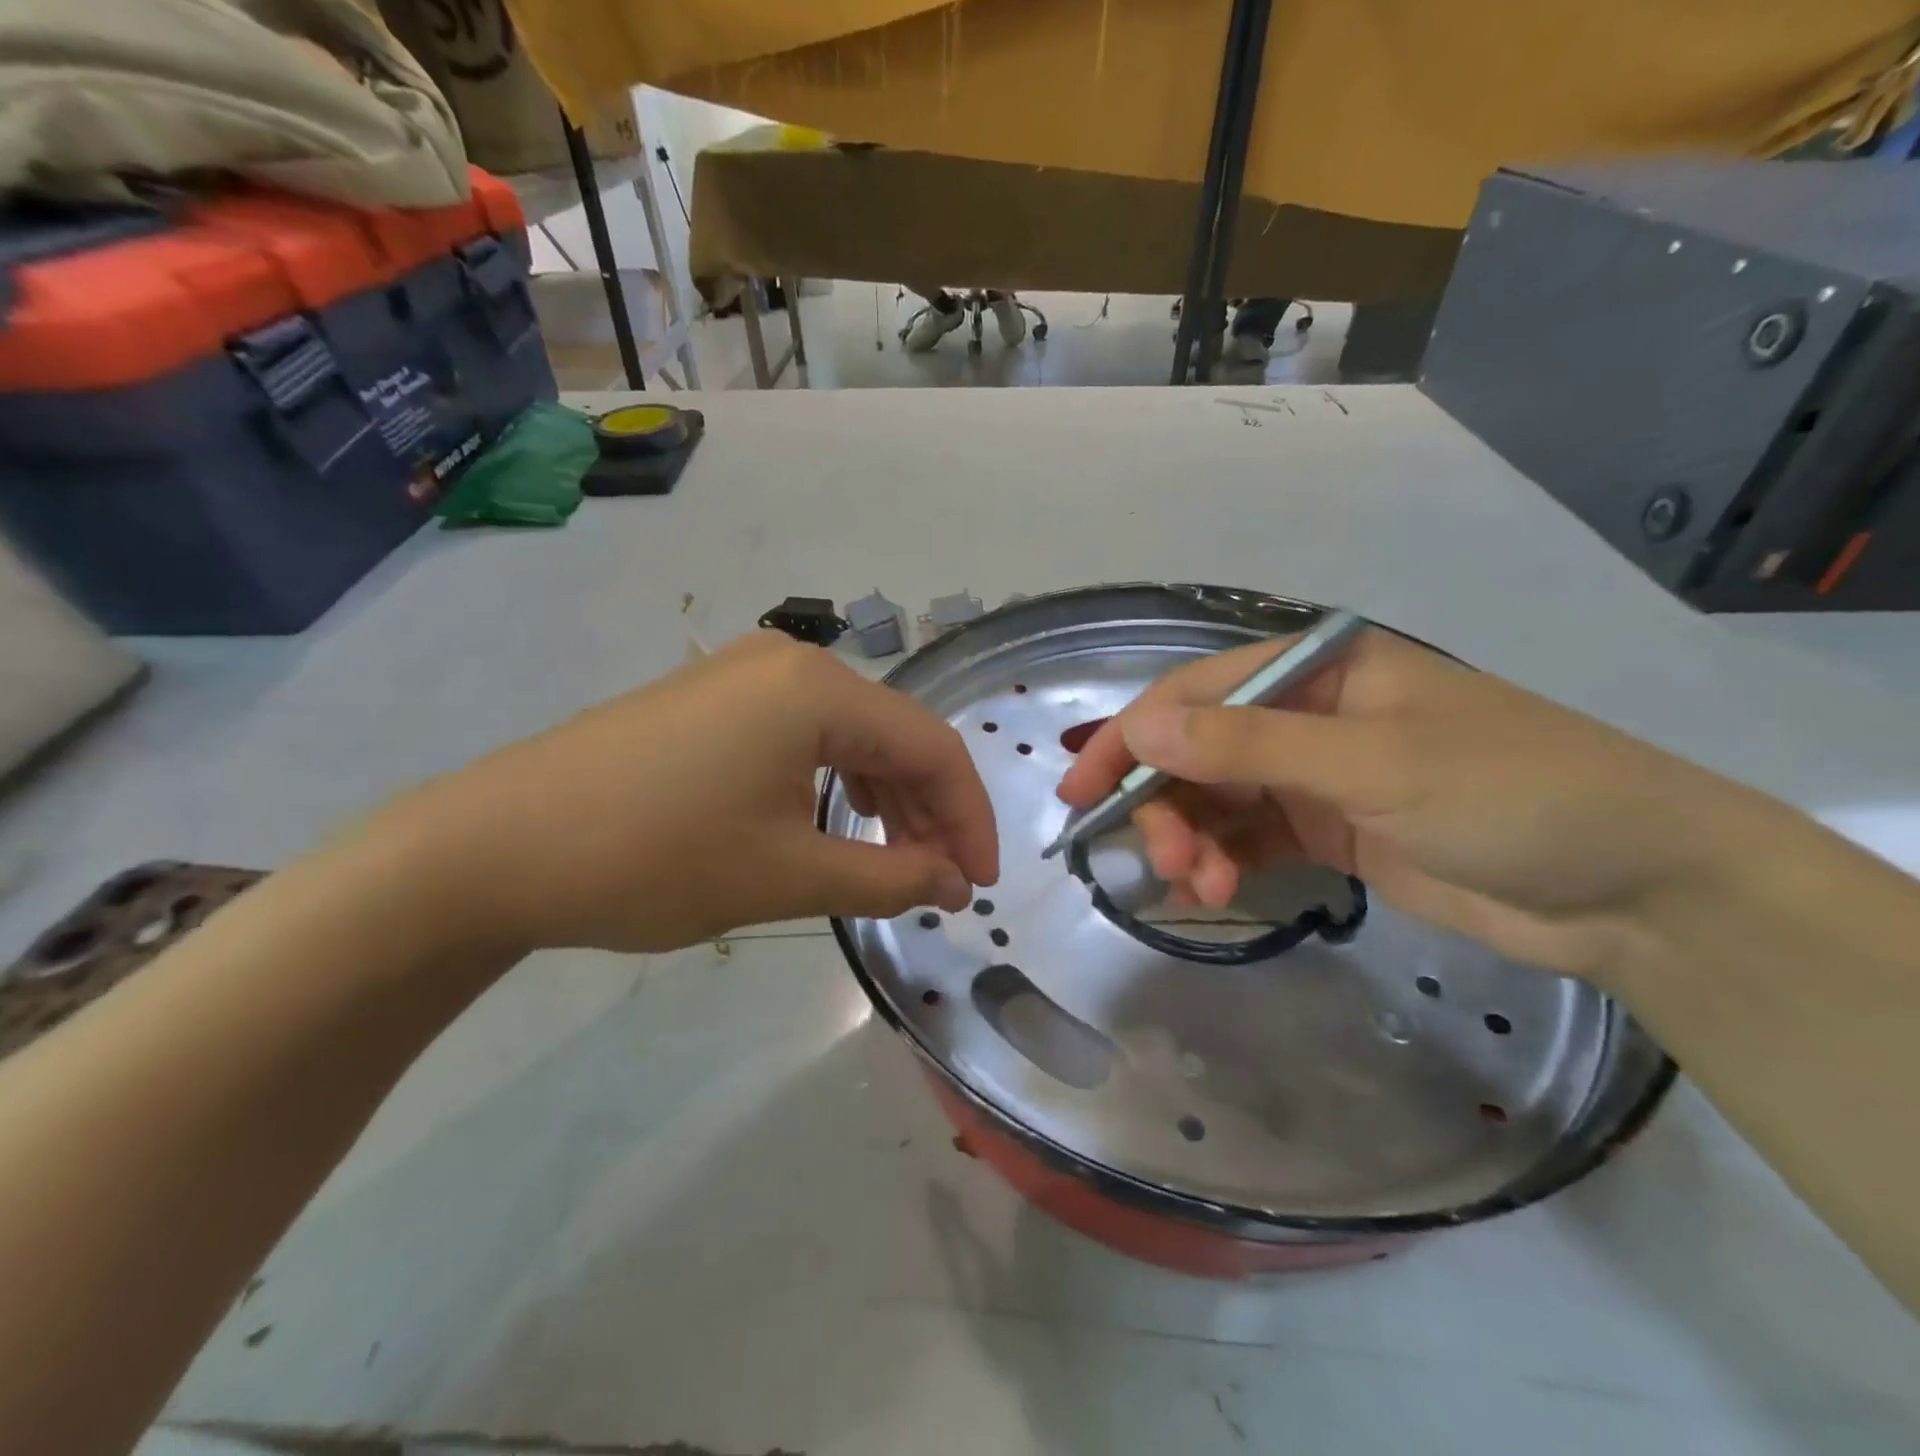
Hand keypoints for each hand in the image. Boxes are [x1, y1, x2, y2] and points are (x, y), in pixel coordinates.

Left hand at [368, 632, 998, 954]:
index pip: (931, 747)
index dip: (969, 817)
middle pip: (894, 736)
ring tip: (896, 863)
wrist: (491, 848)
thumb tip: (954, 882)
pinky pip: (804, 736)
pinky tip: (835, 825)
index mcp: (818, 689)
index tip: (978, 884)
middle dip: (929, 811)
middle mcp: (790, 663)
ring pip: (850, 737)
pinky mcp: (714, 700)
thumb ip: (888, 877)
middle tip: (941, 883)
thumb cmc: (651, 858)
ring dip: (884, 800)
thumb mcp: (785, 876)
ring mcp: (746, 676)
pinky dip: (835, 784)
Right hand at [1056, 627, 1767, 983]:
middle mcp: (1304, 715)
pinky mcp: (1326, 831)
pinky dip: (1221, 862)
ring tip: (1200, 890)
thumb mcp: (1371, 764)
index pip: (1194, 694)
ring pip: (1215, 800)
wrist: (1635, 891)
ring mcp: (1313, 775)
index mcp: (1316, 671)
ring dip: (1192, 842)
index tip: (1082, 795)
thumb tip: (1141, 730)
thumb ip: (1249, 748)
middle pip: (1196, 753)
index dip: (1131, 739)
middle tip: (1166, 866)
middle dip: (1166, 806)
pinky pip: (1246, 838)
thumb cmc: (1510, 795)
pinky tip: (1216, 891)